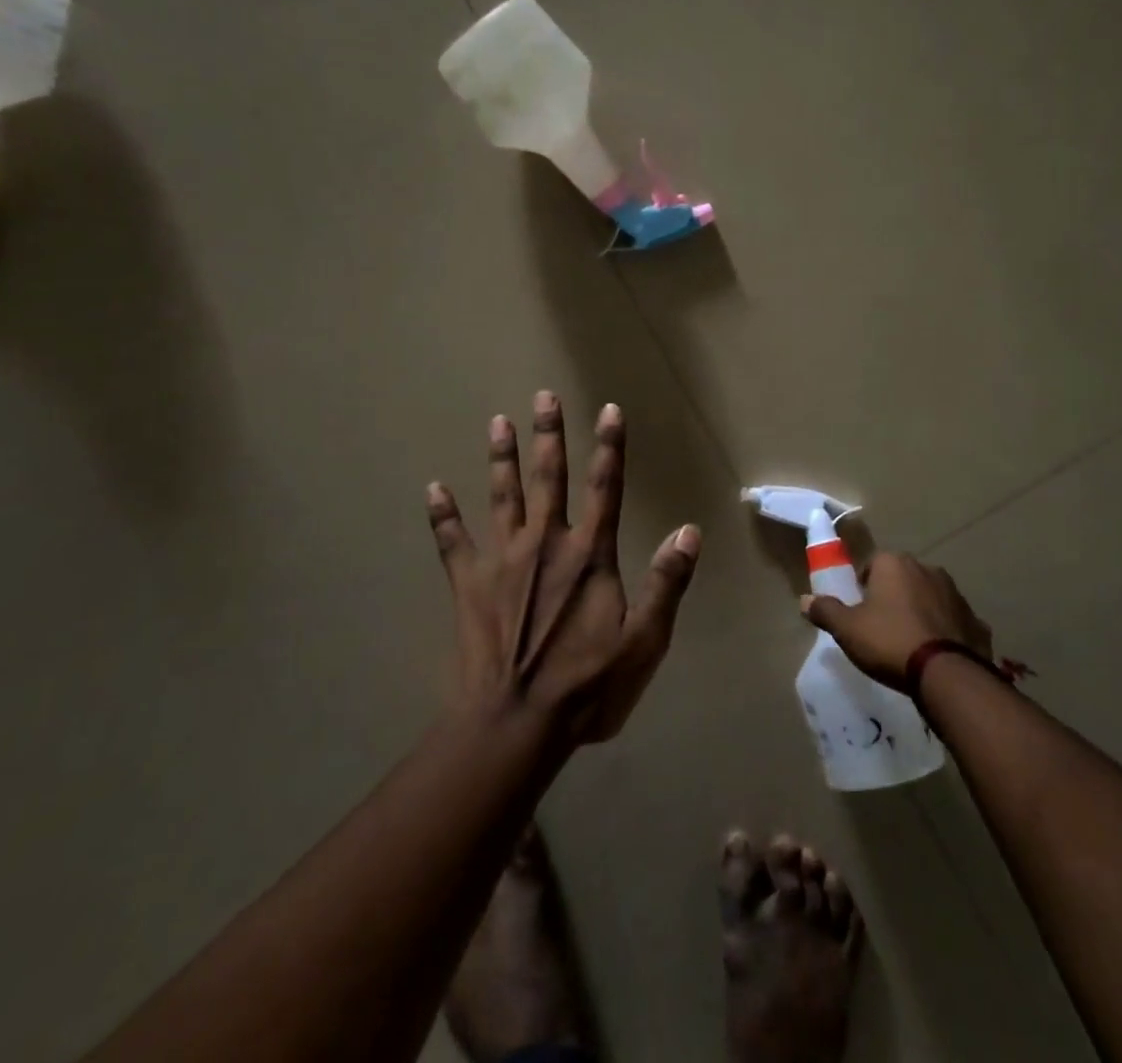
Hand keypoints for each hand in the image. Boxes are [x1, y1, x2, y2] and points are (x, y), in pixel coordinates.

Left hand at [427, 391, 701, 744]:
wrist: (515, 725)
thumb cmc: (587, 686)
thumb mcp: (644, 641)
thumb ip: (667, 582)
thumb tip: (689, 530)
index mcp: (589, 555)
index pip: (606, 487)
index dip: (610, 446)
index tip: (608, 409)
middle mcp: (546, 543)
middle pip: (549, 478)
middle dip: (548, 435)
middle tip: (542, 396)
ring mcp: (502, 561)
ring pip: (502, 496)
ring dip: (501, 458)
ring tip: (497, 422)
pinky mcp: (468, 584)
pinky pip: (452, 541)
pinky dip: (442, 515)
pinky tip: (432, 488)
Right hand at [801, 553, 992, 691]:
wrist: (947, 674)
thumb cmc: (889, 641)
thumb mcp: (847, 629)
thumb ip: (826, 611)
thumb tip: (804, 600)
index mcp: (894, 564)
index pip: (872, 565)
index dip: (864, 588)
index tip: (861, 612)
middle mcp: (927, 568)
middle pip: (902, 578)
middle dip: (893, 597)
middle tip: (883, 628)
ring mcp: (956, 593)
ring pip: (930, 597)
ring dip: (921, 612)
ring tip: (911, 643)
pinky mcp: (976, 620)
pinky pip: (954, 621)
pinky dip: (946, 632)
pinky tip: (938, 655)